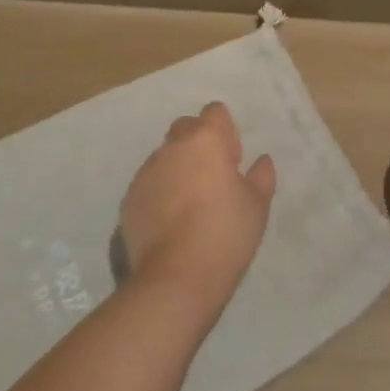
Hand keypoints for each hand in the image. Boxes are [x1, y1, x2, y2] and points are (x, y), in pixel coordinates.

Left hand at [119, 102, 275, 314]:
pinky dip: (160, 192)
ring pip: (165, 157)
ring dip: (178, 168)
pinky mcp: (128, 199)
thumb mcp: (257, 205)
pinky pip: (149, 184)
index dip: (226, 132)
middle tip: (213, 178)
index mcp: (205, 139)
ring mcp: (145, 172)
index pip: (214, 112)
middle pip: (185, 128)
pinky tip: (171, 222)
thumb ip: (261, 176)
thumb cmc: (225, 233)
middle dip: (198, 144)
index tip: (233, 160)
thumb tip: (261, 160)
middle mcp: (172, 147)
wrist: (175, 278)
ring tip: (190, 204)